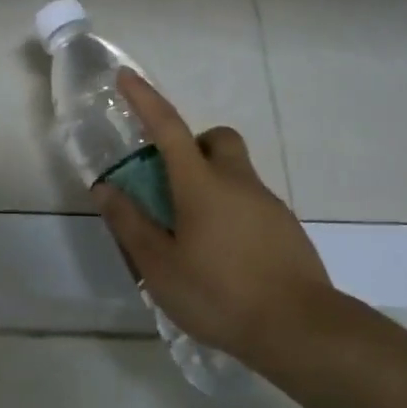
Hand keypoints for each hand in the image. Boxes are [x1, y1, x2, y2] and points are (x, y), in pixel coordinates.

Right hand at [94, 70, 335, 365]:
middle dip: (192, 145)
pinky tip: (222, 256)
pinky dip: (230, 212)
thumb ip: (130, 224)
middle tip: (171, 181)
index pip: (168, 128)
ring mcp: (267, 204)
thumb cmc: (219, 294)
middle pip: (217, 139)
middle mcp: (238, 182)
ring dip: (210, 184)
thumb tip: (106, 189)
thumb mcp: (159, 266)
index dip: (145, 99)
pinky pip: (250, 203)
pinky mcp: (285, 229)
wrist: (300, 330)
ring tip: (191, 235)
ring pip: (235, 173)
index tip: (126, 78)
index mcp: (201, 184)